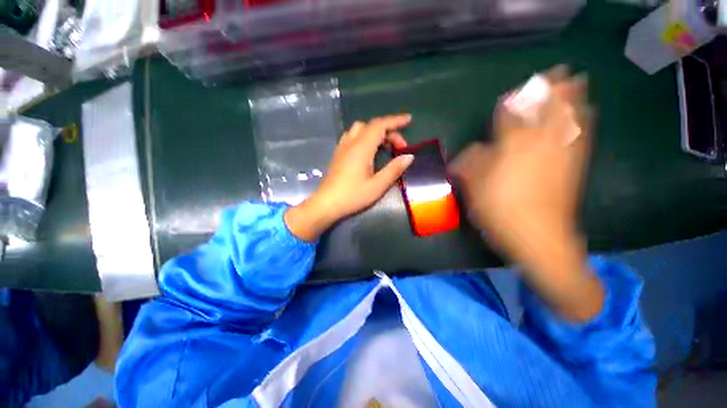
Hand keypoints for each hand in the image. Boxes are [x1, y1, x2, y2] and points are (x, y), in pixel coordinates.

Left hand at [285, 114, 414, 240]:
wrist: (327, 203)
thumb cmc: (353, 196)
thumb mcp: (378, 185)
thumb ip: (394, 169)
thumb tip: (409, 156)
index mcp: (362, 148)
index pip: (380, 125)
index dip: (395, 121)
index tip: (409, 120)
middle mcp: (351, 143)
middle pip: (371, 126)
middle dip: (389, 131)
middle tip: (400, 147)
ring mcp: (342, 147)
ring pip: (360, 129)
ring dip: (376, 132)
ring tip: (385, 147)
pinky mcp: (338, 154)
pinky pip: (353, 136)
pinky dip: (365, 136)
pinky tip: (368, 150)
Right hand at [450, 66, 603, 320]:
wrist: (538, 235)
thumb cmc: (499, 210)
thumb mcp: (473, 187)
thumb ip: (470, 164)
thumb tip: (471, 151)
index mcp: (511, 147)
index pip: (511, 116)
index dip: (511, 103)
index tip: (511, 93)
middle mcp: (538, 142)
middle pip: (546, 109)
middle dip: (550, 89)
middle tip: (555, 71)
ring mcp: (560, 153)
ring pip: (568, 117)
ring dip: (571, 97)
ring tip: (576, 79)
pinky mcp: (574, 165)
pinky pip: (582, 135)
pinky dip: (584, 120)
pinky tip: (588, 111)